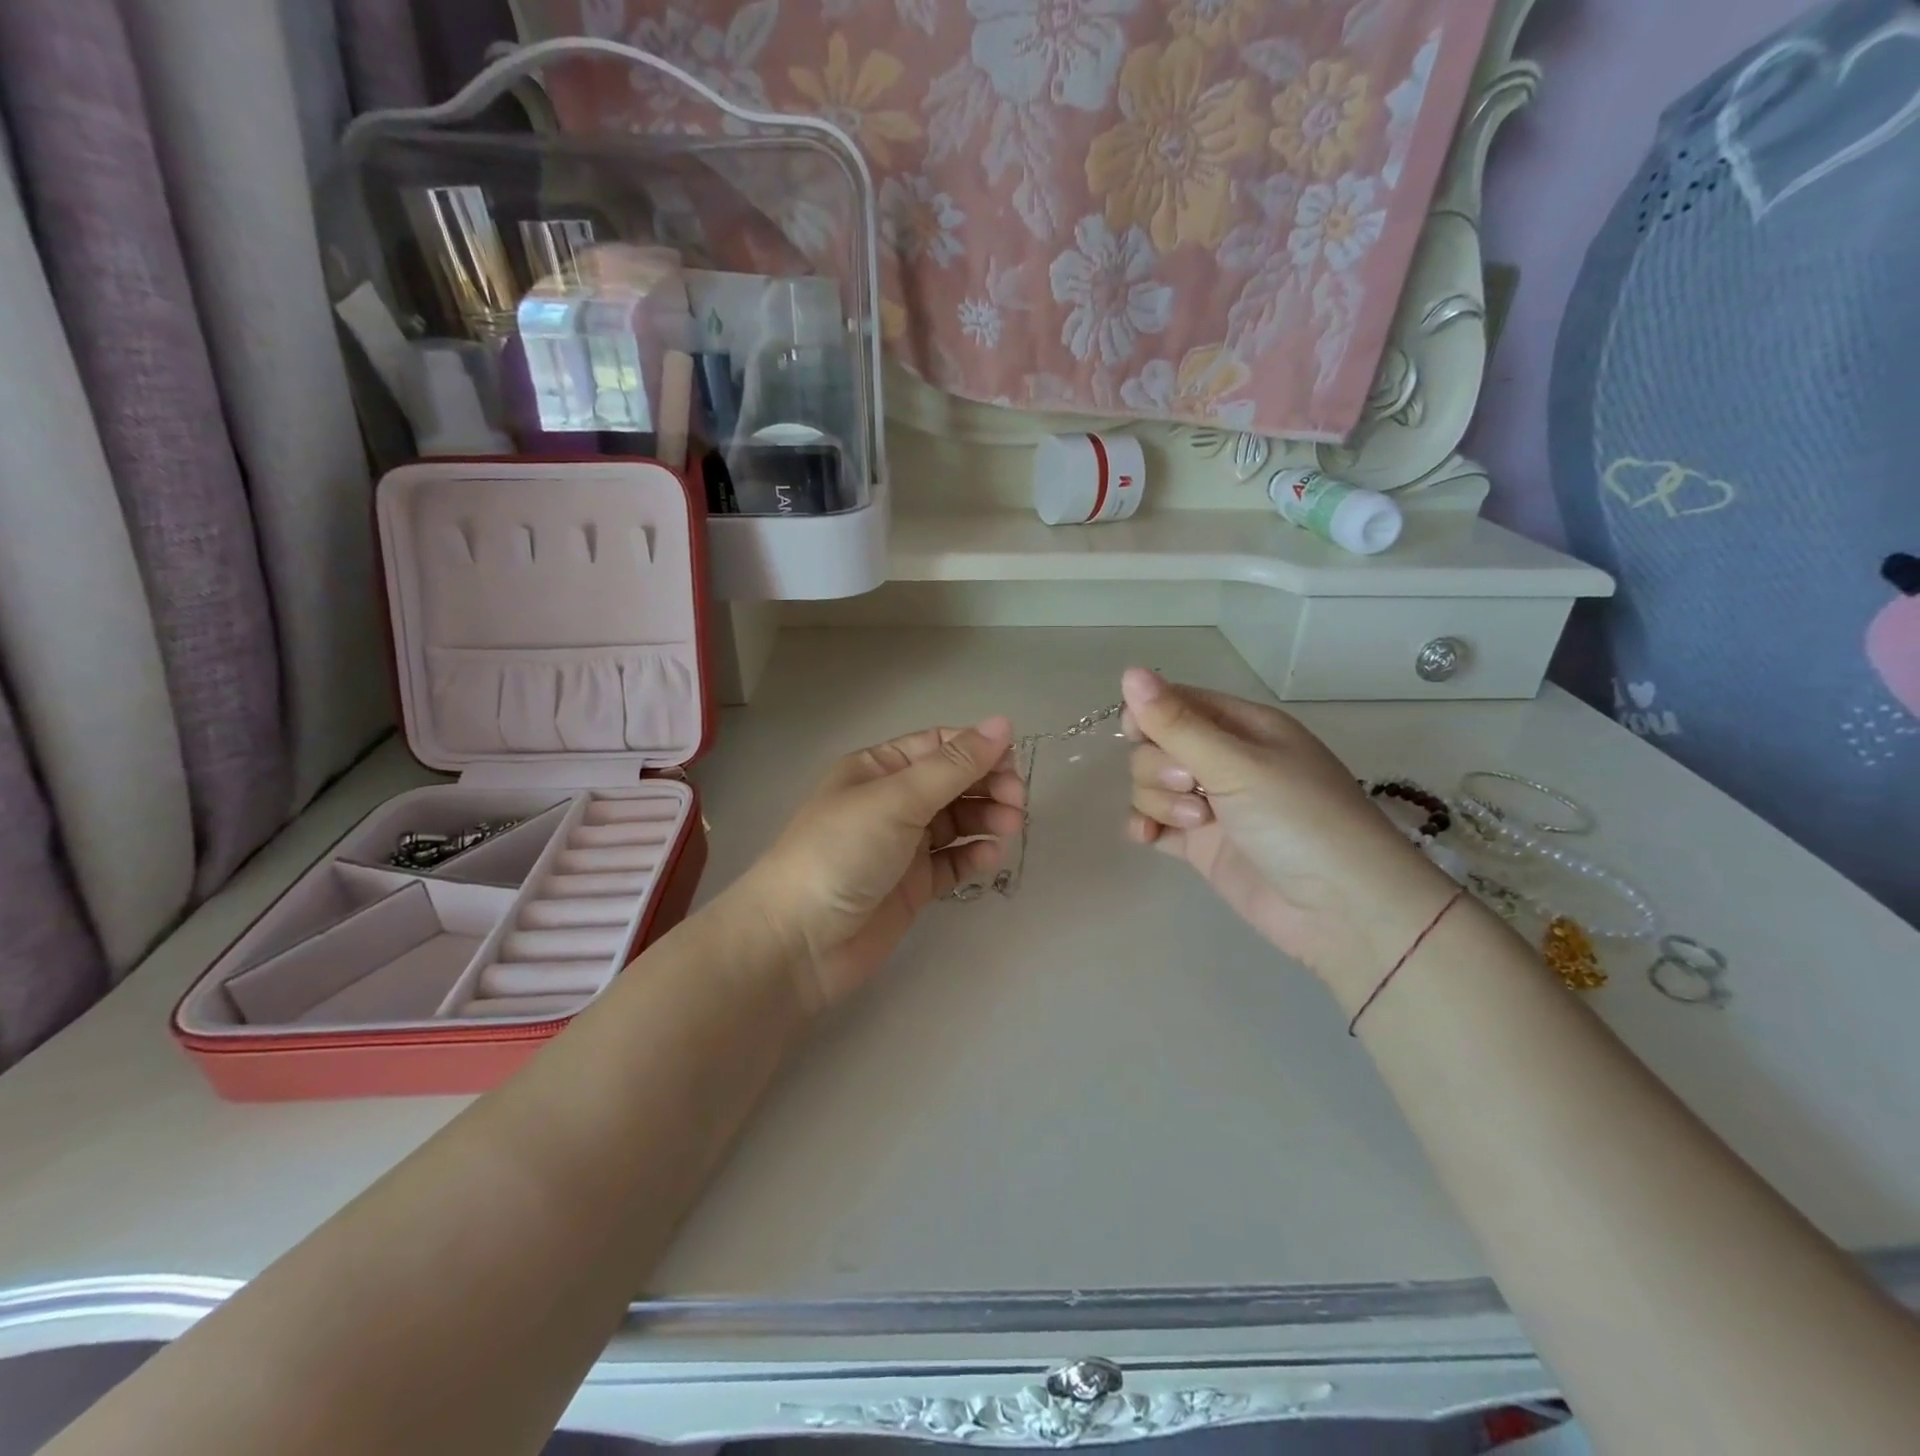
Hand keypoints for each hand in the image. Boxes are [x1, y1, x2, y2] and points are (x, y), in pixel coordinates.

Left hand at [739, 718, 1026, 1010]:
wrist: (799, 941)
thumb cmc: (842, 853)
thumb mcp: (897, 799)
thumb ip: (954, 766)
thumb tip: (1003, 723)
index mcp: (878, 768)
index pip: (938, 746)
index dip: (977, 749)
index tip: (1013, 763)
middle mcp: (891, 801)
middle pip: (952, 782)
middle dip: (987, 785)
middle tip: (1016, 802)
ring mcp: (902, 845)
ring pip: (957, 821)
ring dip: (986, 819)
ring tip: (1010, 828)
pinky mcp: (913, 885)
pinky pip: (952, 861)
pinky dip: (973, 855)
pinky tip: (989, 857)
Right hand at [1121, 668, 1460, 997]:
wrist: (1342, 911)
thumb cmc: (1299, 820)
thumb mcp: (1237, 763)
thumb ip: (1176, 723)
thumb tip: (1128, 670)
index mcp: (1242, 726)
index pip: (1176, 702)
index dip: (1149, 715)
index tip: (1140, 735)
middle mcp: (1224, 760)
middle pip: (1156, 746)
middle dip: (1160, 766)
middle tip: (1194, 787)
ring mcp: (1212, 804)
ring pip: (1151, 785)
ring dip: (1160, 801)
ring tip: (1198, 824)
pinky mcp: (1202, 845)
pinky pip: (1155, 823)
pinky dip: (1146, 826)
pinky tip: (1147, 837)